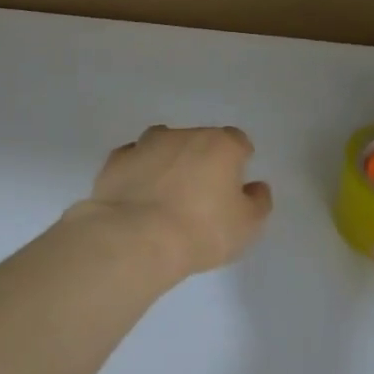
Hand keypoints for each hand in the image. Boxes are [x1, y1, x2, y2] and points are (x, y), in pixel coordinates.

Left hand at [70, 125, 273, 280]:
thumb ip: (257, 202)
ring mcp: (145, 144)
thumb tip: (255, 187)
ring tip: (165, 196)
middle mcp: (183, 135)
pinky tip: (137, 196)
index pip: (237, 142)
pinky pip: (133, 161)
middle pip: (199, 141)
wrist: (135, 238)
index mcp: (220, 144)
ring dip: (168, 163)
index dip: (238, 163)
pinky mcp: (115, 161)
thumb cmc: (201, 231)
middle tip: (200, 196)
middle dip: (201, 161)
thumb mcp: (247, 226)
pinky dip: (138, 172)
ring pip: (163, 146)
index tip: (233, 187)